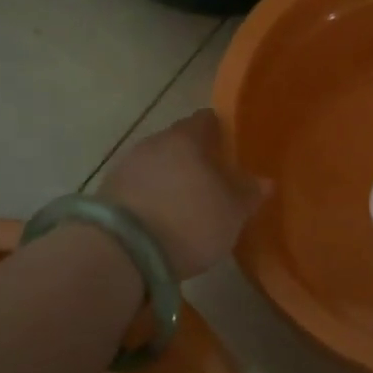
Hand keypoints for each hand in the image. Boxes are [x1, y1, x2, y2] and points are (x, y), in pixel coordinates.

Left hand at [99, 110, 267, 277]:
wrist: (122, 252)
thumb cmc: (189, 221)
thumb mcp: (232, 213)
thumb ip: (248, 193)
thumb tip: (264, 181)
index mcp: (186, 138)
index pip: (206, 120)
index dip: (221, 131)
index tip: (231, 148)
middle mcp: (153, 143)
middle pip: (179, 142)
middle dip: (195, 157)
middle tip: (214, 180)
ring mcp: (126, 166)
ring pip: (157, 165)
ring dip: (172, 178)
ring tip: (188, 203)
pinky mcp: (108, 193)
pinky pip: (139, 187)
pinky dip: (153, 197)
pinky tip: (162, 218)